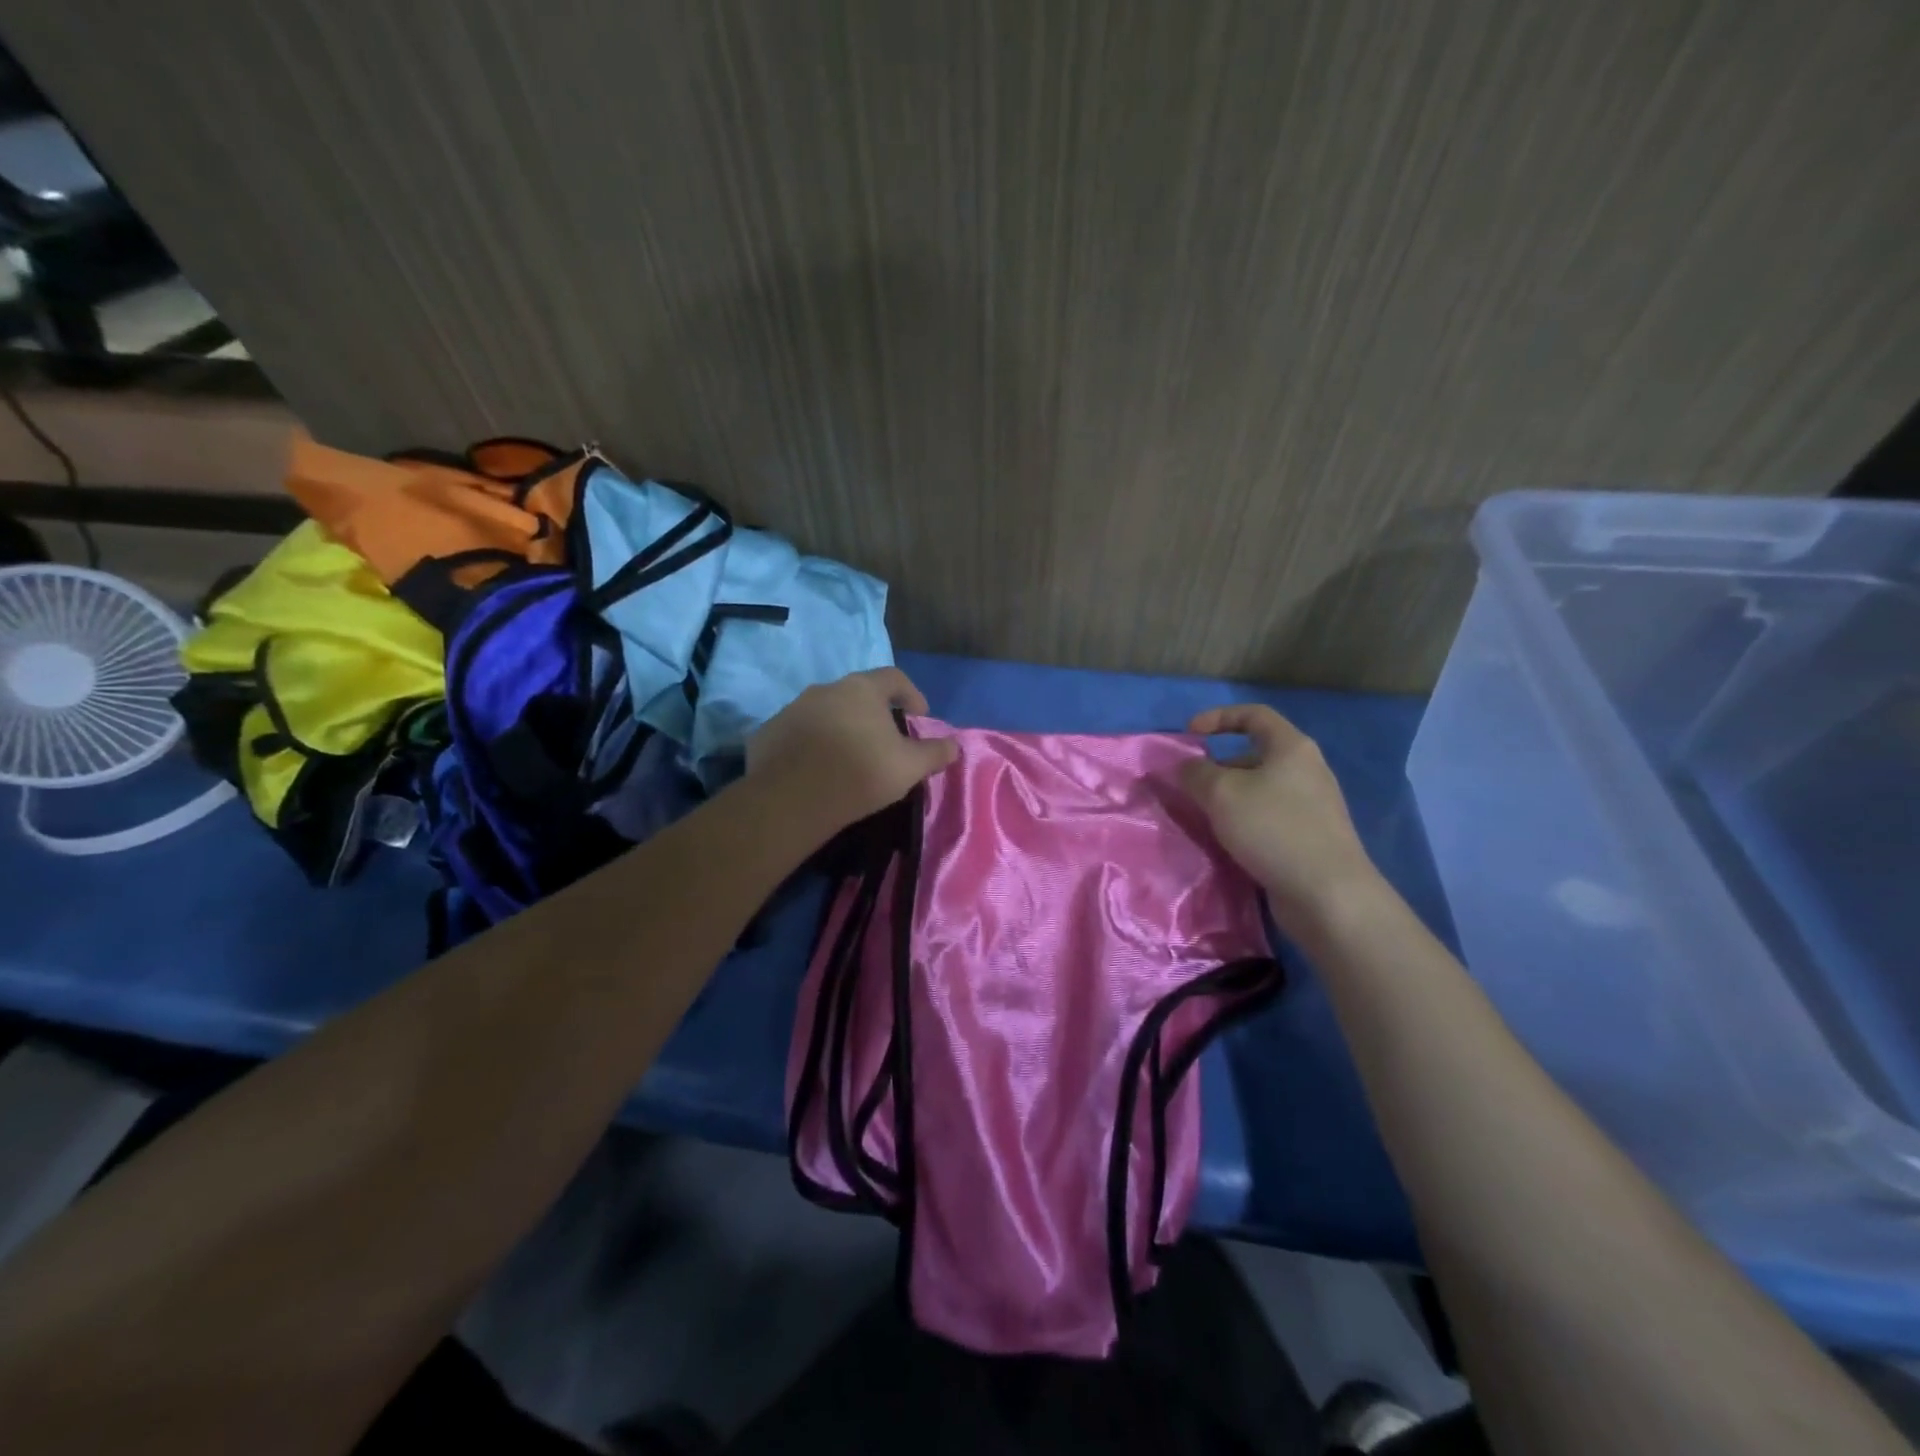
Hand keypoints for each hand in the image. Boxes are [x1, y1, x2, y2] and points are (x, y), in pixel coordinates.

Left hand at [747, 667, 957, 836]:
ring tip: (849, 758)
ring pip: (825, 712)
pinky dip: (812, 745)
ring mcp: (792, 708)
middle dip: (874, 713)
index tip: (919, 718)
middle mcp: (825, 689)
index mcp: (862, 689)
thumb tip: (955, 745)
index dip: (911, 694)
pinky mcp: (768, 732)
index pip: (894, 677)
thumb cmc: (860, 773)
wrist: (791, 798)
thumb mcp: (909, 766)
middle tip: (884, 741)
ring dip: (841, 728)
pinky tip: (817, 770)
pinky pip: (798, 733)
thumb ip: (935, 752)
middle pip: (857, 694)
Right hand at [1180, 705, 1382, 931]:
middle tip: (1191, 787)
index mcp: (1292, 748)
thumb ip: (1195, 773)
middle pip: (1255, 755)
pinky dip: (1244, 822)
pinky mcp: (1310, 838)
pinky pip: (1268, 818)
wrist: (1328, 894)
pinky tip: (1228, 842)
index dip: (1218, 717)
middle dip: (1218, 766)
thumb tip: (1183, 766)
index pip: (1254, 714)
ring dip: (1228, 798)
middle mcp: (1307, 771)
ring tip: (1203, 817)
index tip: (1190, 733)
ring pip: (1259, 790)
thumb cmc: (1273, 829)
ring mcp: (1312, 806)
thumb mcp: (1221, 793)